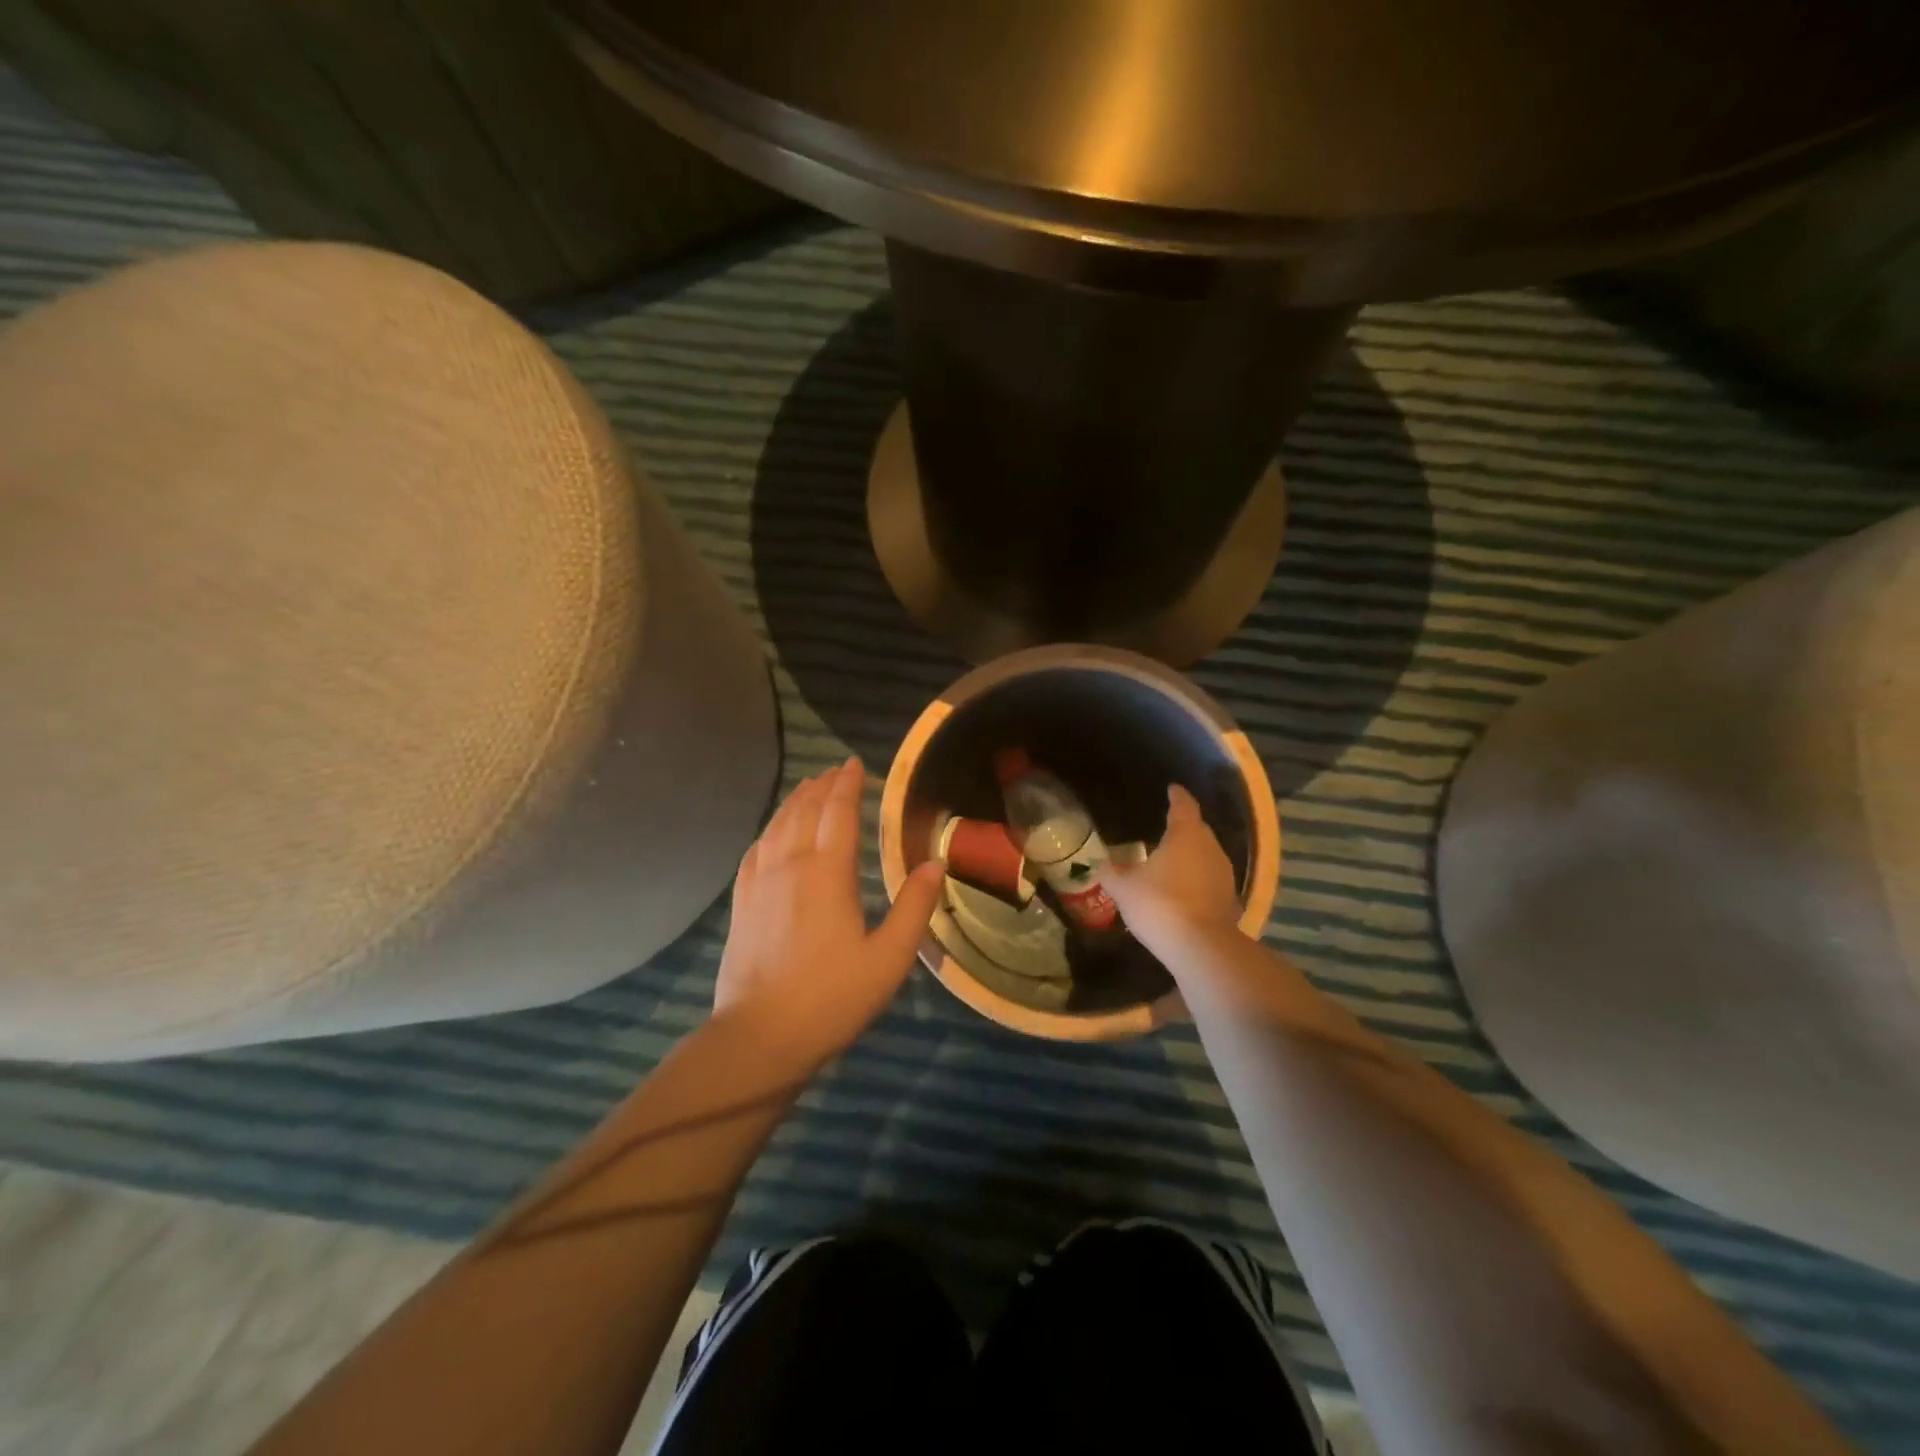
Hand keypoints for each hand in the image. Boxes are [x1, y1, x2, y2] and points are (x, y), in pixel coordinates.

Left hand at [713, 757, 945, 1069]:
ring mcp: (760, 884)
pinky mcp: (742, 904)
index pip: (838, 813)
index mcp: (828, 873)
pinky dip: (768, 831)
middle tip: (835, 771)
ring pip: (777, 827)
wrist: (760, 1037)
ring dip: (795, 802)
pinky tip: (772, 833)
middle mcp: (790, 866)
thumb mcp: (889, 958)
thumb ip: (914, 907)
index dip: (847, 784)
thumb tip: (936, 864)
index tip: (854, 763)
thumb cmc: (832, 998)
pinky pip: (755, 852)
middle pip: (804, 812)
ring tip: (807, 789)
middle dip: (821, 786)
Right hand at [1106, 785, 1242, 958]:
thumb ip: (1112, 872)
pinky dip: (1197, 880)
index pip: (1183, 806)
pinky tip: (1183, 890)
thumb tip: (1102, 864)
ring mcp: (1224, 875)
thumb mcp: (1123, 888)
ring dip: (1191, 856)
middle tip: (1167, 827)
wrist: (1201, 948)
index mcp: (1185, 835)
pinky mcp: (1229, 901)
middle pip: (1198, 830)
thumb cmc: (1160, 904)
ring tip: (1172, 860)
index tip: (1172, 789)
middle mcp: (1210, 848)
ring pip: (1206, 856)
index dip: (1177, 796)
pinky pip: (1210, 880)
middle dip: (1184, 827)